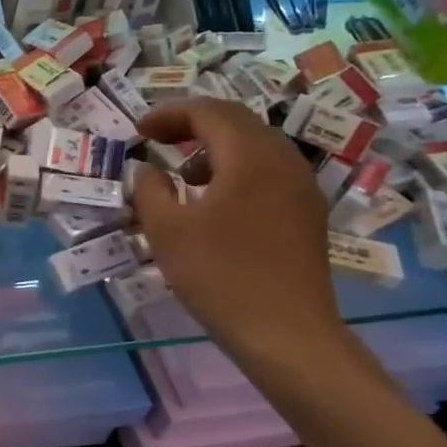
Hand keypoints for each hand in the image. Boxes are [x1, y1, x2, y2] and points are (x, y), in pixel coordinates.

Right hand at [133, 99, 343, 367]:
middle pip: (236, 121)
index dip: (169, 114)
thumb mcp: (167, 230)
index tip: (139, 131)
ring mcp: (302, 187)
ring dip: (215, 148)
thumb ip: (149, 190)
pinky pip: (268, 170)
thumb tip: (146, 169)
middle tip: (157, 140)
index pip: (208, 112)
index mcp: (250, 156)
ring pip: (255, 145)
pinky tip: (215, 202)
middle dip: (192, 125)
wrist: (286, 334)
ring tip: (183, 175)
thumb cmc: (220, 276)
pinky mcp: (307, 212)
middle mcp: (283, 160)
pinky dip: (236, 169)